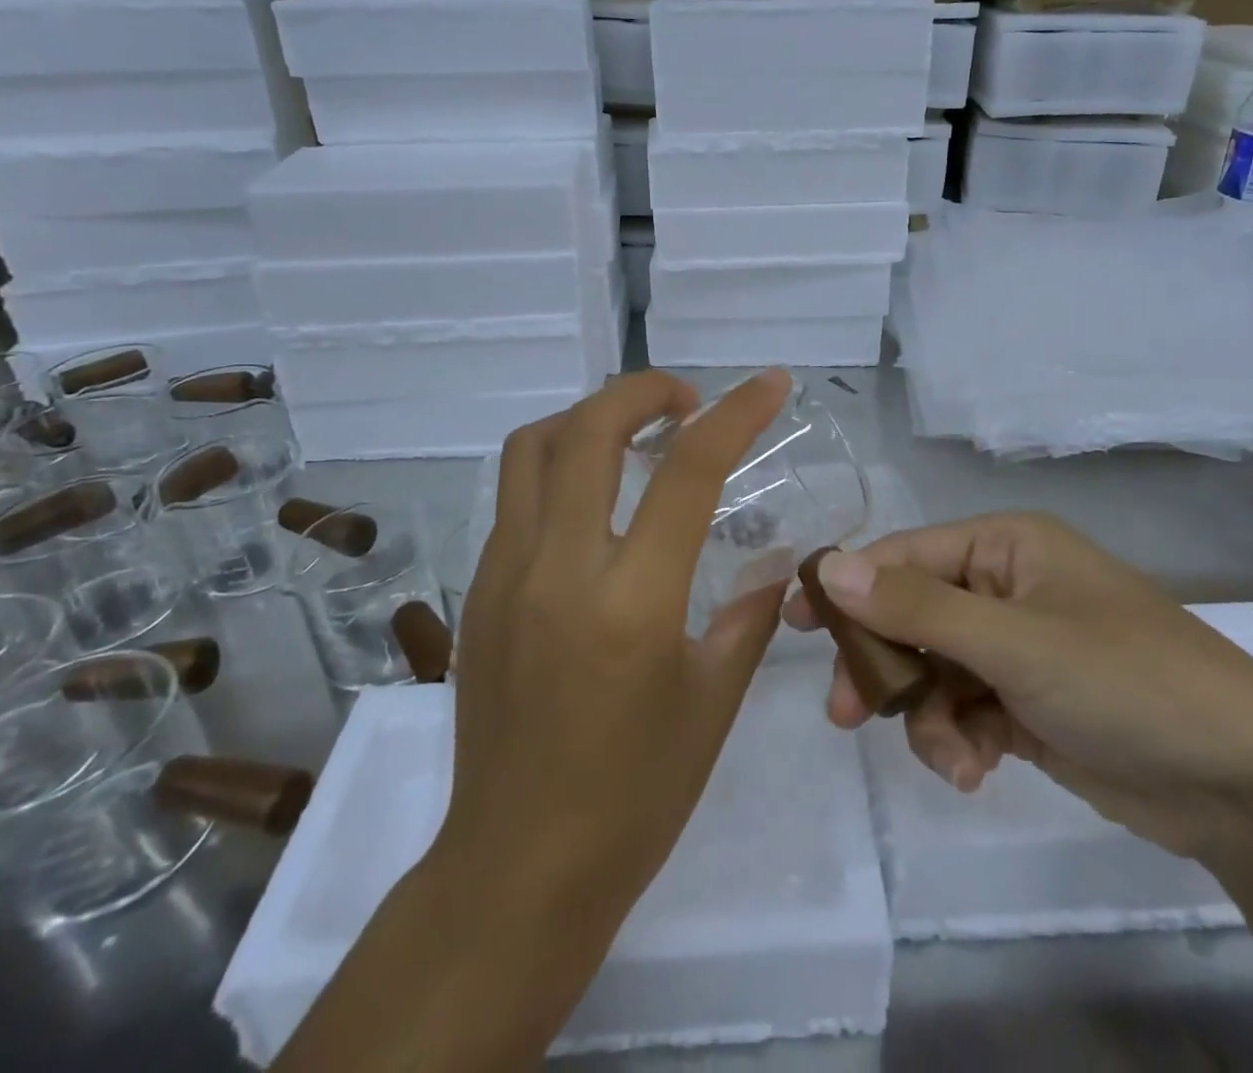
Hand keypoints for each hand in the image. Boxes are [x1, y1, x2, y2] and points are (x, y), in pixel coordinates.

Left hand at [437, 368, 792, 957]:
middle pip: (588, 428)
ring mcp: (504, 575)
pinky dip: (559, 466)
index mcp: (633, 601)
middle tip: (686, 402)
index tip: (770, 383)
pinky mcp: (476, 591)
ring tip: (633, 434)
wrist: (516, 869)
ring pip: (532, 447)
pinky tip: (594, 503)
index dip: (736, 412)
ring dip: (588, 417)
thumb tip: (775, 565)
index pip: (688, 470)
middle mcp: (558, 569)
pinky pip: (515, 496)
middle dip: (644, 389)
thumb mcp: (713, 702)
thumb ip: (747, 615)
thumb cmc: (634, 797)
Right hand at [784, 511, 1252, 856]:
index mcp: (1004, 547)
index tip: (794, 624)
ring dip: (930, 716)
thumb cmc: (1126, 681)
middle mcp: (1004, 586)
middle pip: (911, 614)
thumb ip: (916, 606)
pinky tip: (979, 770)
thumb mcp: (1014, 642)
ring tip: (955, 760)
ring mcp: (1016, 646)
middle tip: (847, 713)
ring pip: (933, 670)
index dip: (849, 586)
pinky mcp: (1026, 701)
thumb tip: (828, 565)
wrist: (1245, 783)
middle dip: (886, 665)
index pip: (904, 554)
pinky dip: (962, 740)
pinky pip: (965, 709)